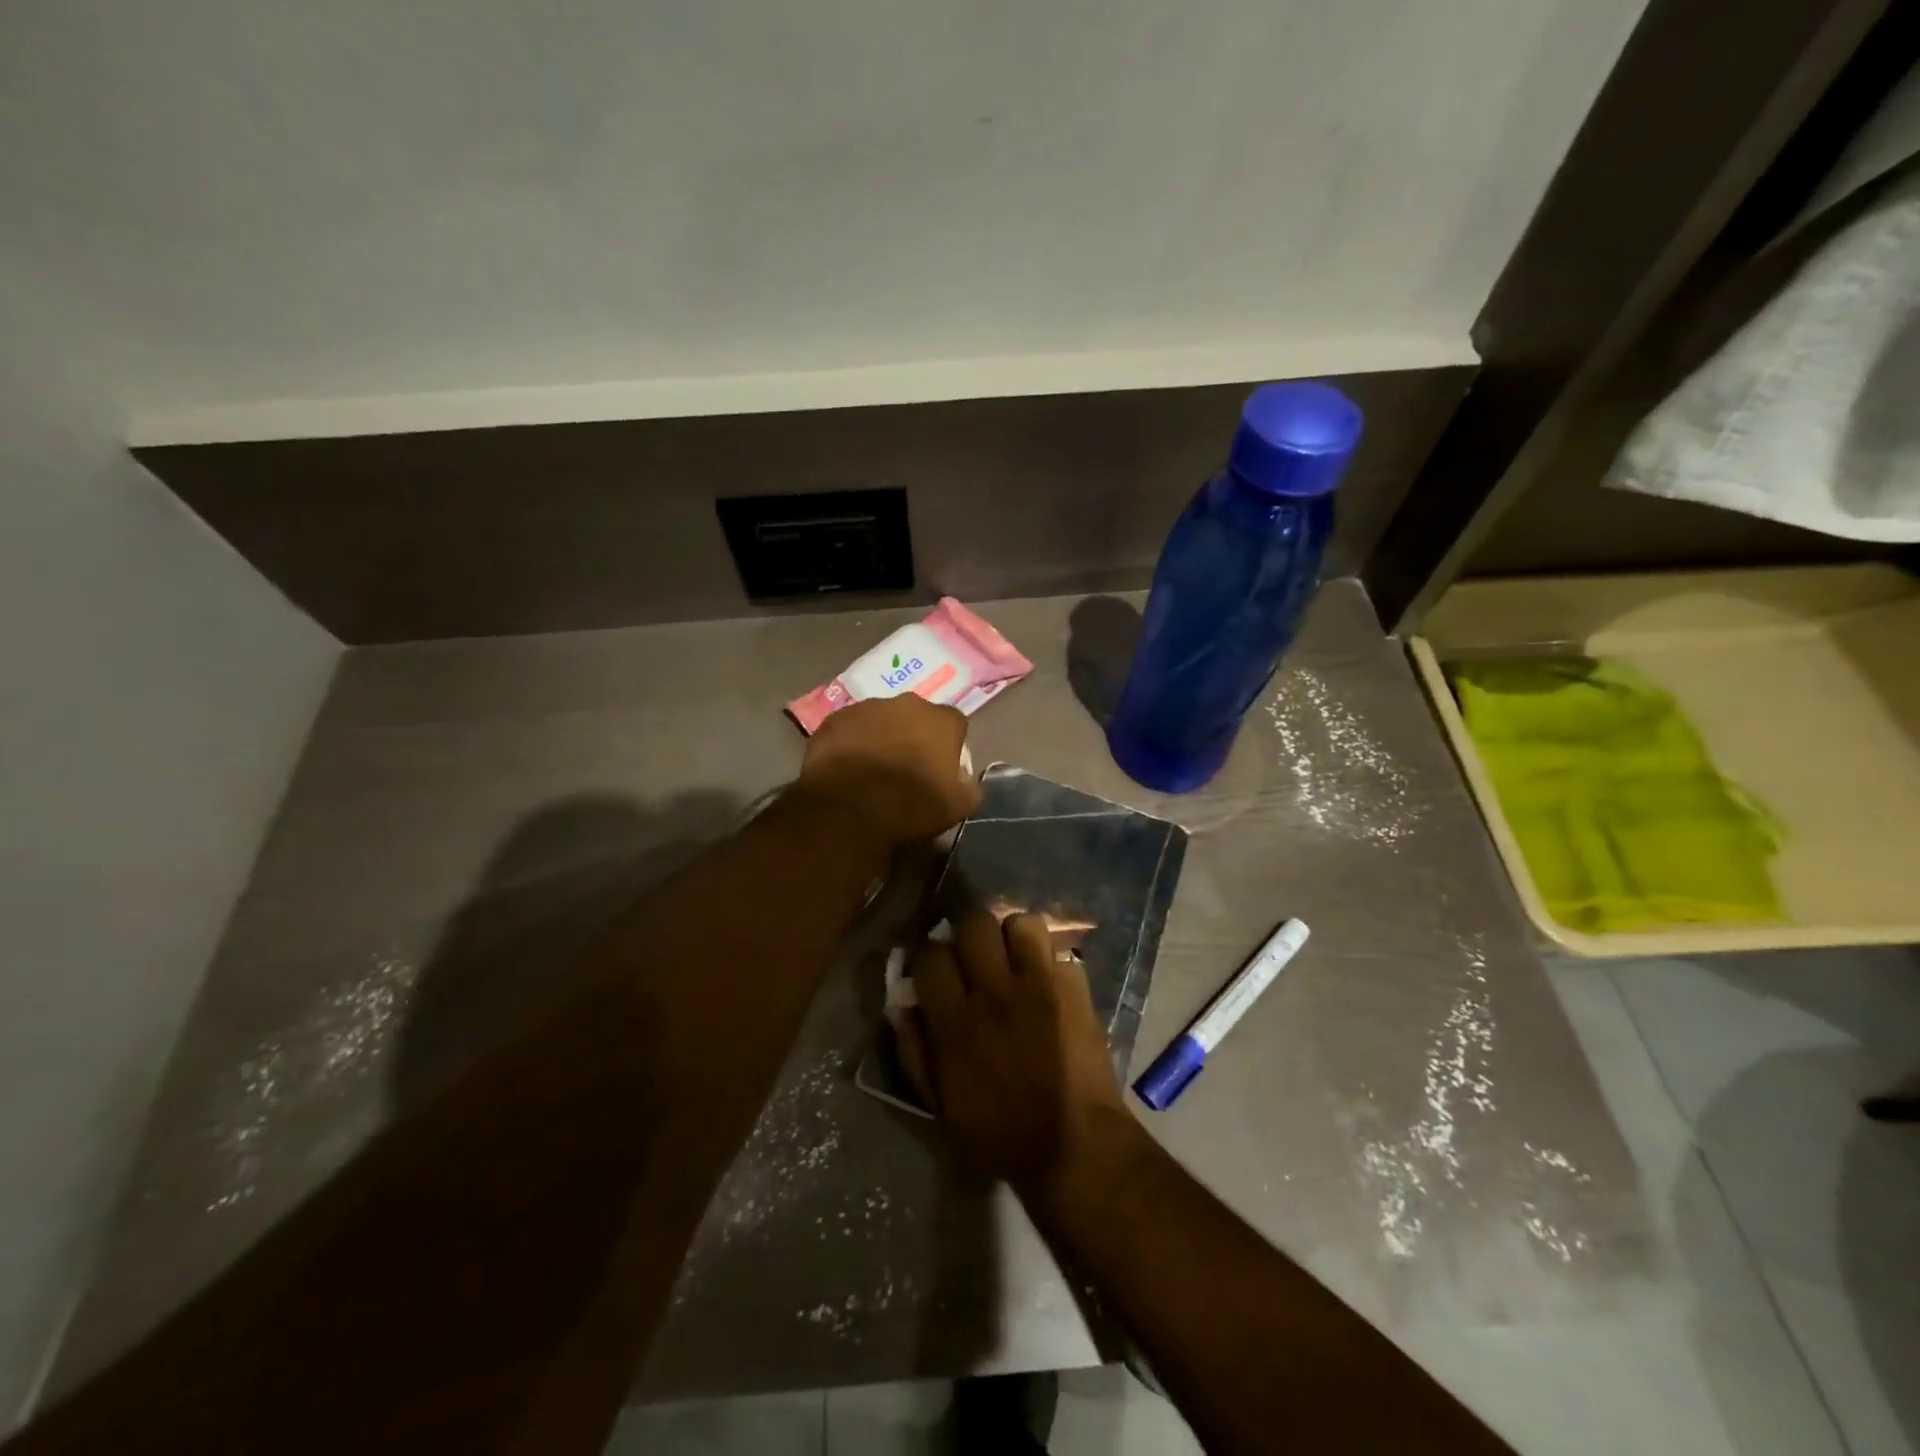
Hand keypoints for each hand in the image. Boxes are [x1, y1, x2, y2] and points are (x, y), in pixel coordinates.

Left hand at [798, 696, 979, 847]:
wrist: (849, 809)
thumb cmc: (911, 806)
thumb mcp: (958, 807)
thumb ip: (968, 786)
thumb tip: (963, 779)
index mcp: (941, 720)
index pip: (955, 725)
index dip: (949, 746)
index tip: (941, 769)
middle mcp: (906, 704)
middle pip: (916, 717)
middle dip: (913, 736)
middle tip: (905, 768)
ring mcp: (866, 708)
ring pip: (880, 719)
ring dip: (880, 737)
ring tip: (871, 770)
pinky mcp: (833, 720)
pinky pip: (849, 729)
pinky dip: (850, 744)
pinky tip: (846, 769)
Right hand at [895, 910, 1127, 1196]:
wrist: (1075, 1145)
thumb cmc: (1000, 1134)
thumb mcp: (941, 1106)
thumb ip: (915, 1050)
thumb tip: (902, 1003)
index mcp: (955, 1022)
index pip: (931, 954)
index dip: (929, 955)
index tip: (935, 967)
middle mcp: (994, 992)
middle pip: (974, 922)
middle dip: (968, 932)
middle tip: (974, 955)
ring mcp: (1039, 984)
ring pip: (1021, 922)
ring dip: (1013, 937)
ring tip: (1014, 959)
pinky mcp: (1075, 987)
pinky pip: (1058, 949)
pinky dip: (1048, 959)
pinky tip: (1047, 979)